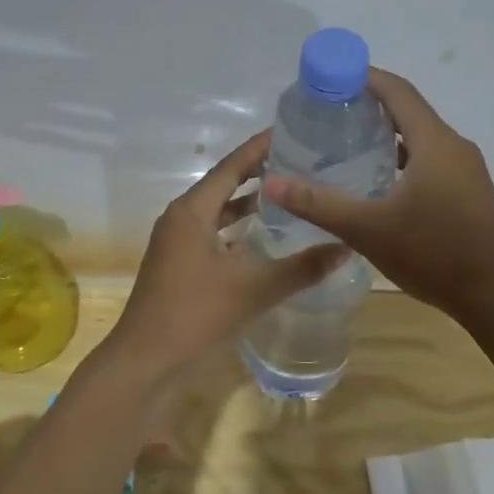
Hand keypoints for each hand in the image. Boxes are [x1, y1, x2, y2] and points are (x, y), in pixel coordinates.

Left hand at [108, 131, 350, 379]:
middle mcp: (181, 218)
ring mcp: (176, 243)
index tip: (290, 131)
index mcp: (192, 211)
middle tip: (299, 161)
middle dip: (258, 172)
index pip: (231, 166)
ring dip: (248, 203)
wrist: (146, 361)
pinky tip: (264, 238)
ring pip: (217, 212)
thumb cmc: (196, 314)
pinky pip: (212, 234)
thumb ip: (302, 268)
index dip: (260, 148)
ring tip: (288, 193)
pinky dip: (237, 230)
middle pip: (224, 184)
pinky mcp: (178, 265)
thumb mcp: (254, 289)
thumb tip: (346, 247)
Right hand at [261, 68, 493, 324]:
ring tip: (345, 145)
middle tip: (327, 113)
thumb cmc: (435, 254)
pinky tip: (377, 183)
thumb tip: (272, 182)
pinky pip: (430, 162)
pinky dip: (402, 160)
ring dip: (386, 136)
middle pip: (409, 112)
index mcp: (435, 143)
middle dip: (369, 106)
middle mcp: (454, 148)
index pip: (397, 91)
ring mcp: (466, 172)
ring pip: (420, 140)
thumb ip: (318, 204)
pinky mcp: (470, 194)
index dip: (364, 77)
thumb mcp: (368, 230)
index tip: (329, 77)